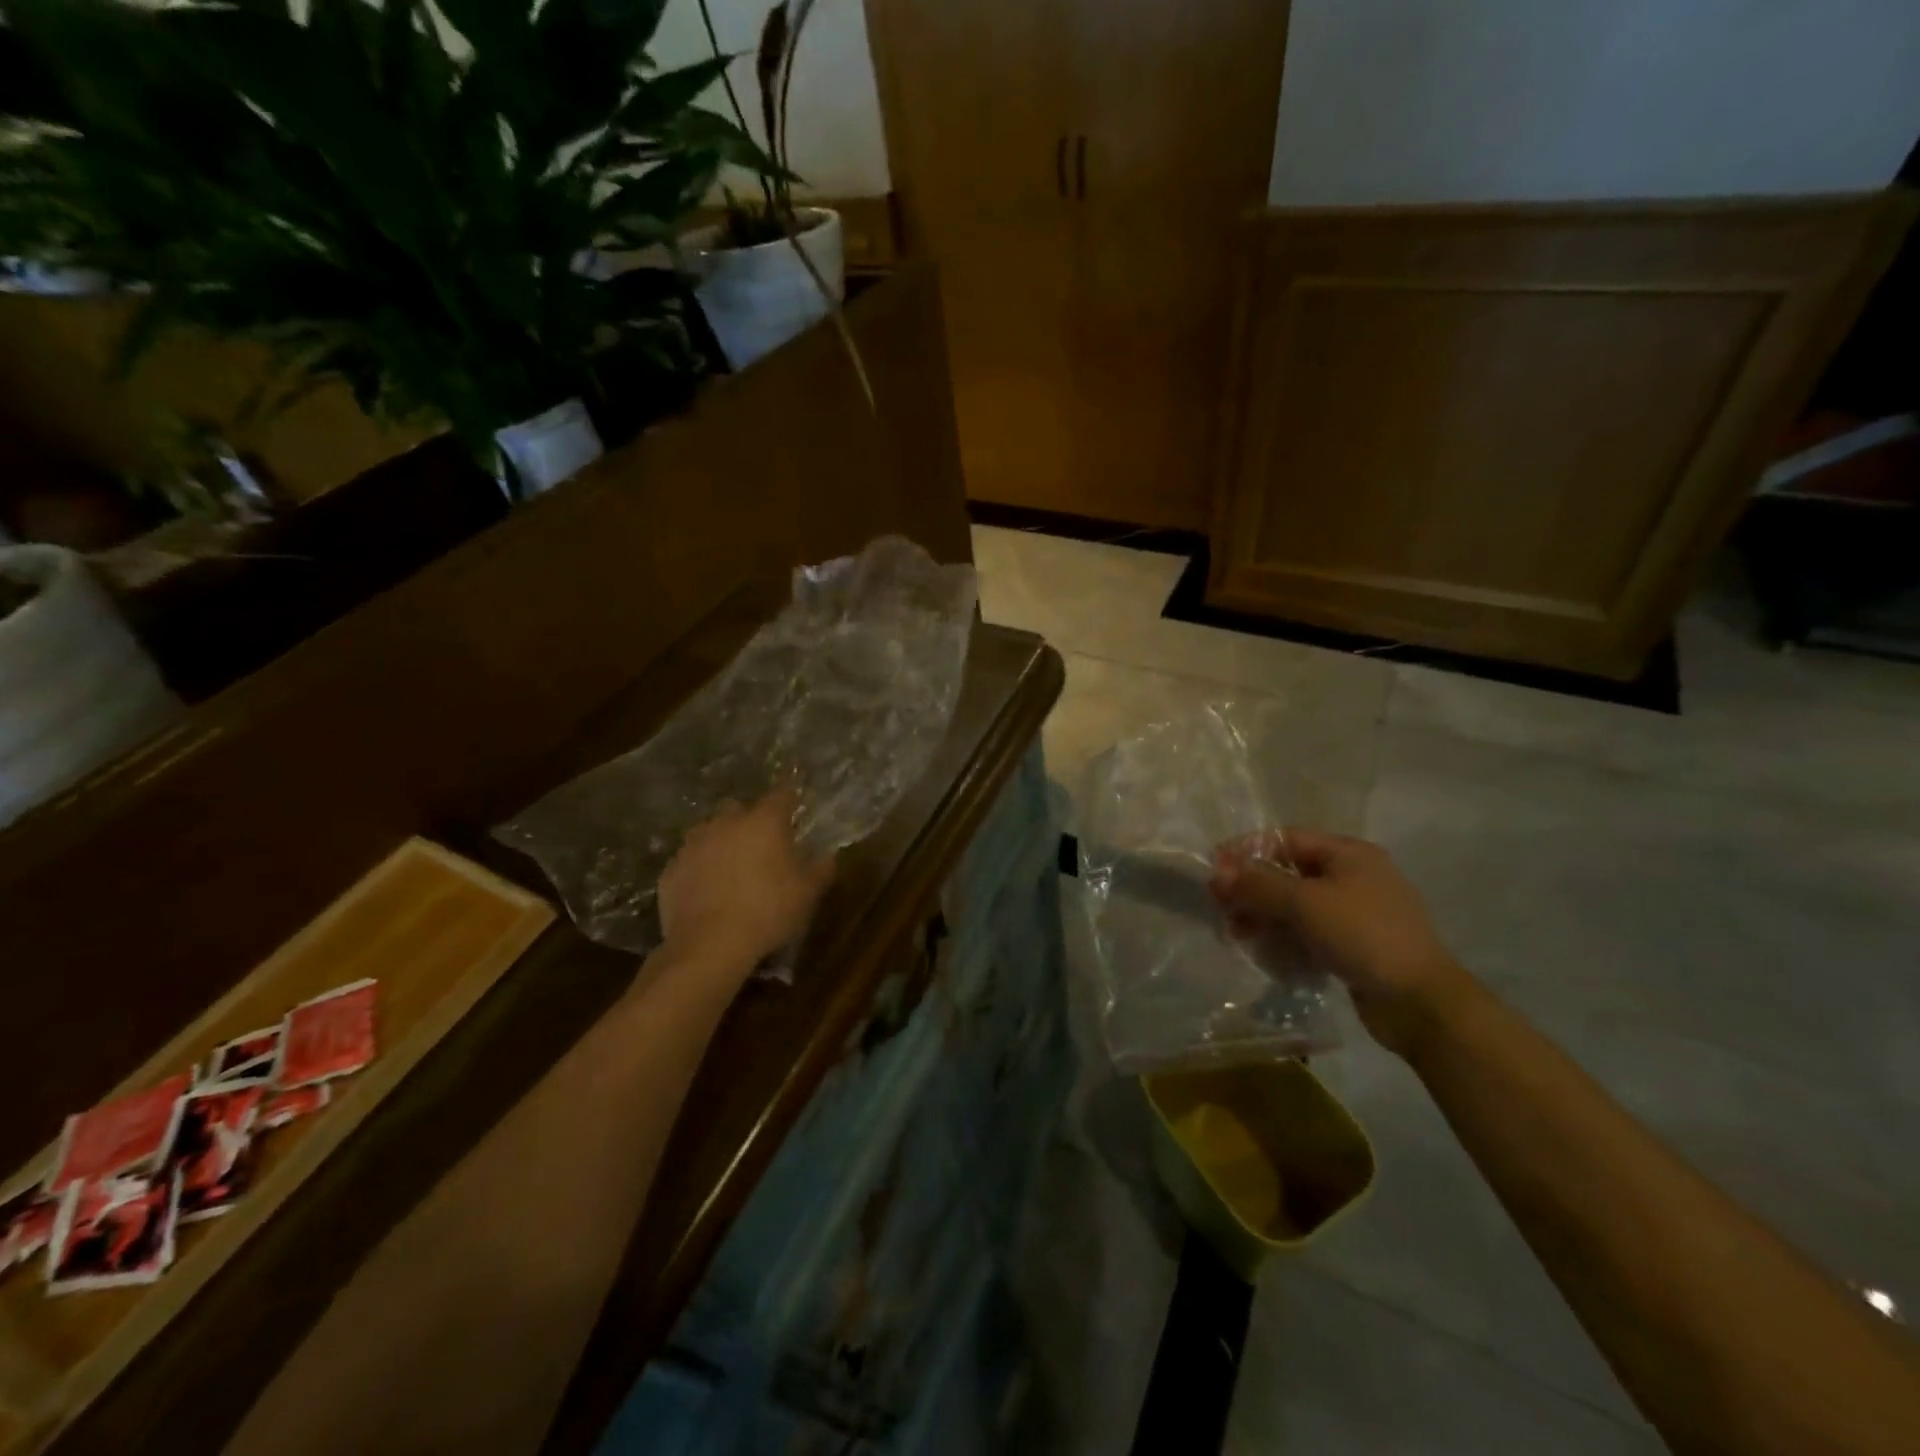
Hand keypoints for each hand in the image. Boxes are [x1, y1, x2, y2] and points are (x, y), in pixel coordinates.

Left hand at [659, 787, 835, 971]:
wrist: (708, 945)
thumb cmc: (768, 911)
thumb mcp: (807, 894)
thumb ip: (821, 869)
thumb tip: (829, 856)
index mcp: (764, 822)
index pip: (781, 794)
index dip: (789, 796)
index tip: (794, 802)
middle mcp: (726, 823)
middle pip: (738, 808)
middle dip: (749, 820)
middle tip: (761, 843)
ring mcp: (693, 845)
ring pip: (709, 831)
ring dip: (721, 842)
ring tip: (731, 867)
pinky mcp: (671, 869)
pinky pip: (689, 860)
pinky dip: (699, 868)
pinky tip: (707, 890)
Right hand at [1211, 828, 1475, 1058]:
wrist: (1420, 1002)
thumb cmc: (1362, 936)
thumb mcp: (1304, 903)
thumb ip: (1258, 884)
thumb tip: (1217, 872)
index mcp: (1348, 853)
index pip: (1285, 839)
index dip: (1246, 850)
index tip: (1214, 870)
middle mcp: (1353, 876)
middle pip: (1288, 872)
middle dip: (1252, 889)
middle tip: (1222, 908)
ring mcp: (1356, 912)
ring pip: (1296, 905)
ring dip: (1264, 915)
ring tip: (1239, 934)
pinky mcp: (1355, 945)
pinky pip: (1309, 931)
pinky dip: (1285, 937)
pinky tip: (1268, 953)